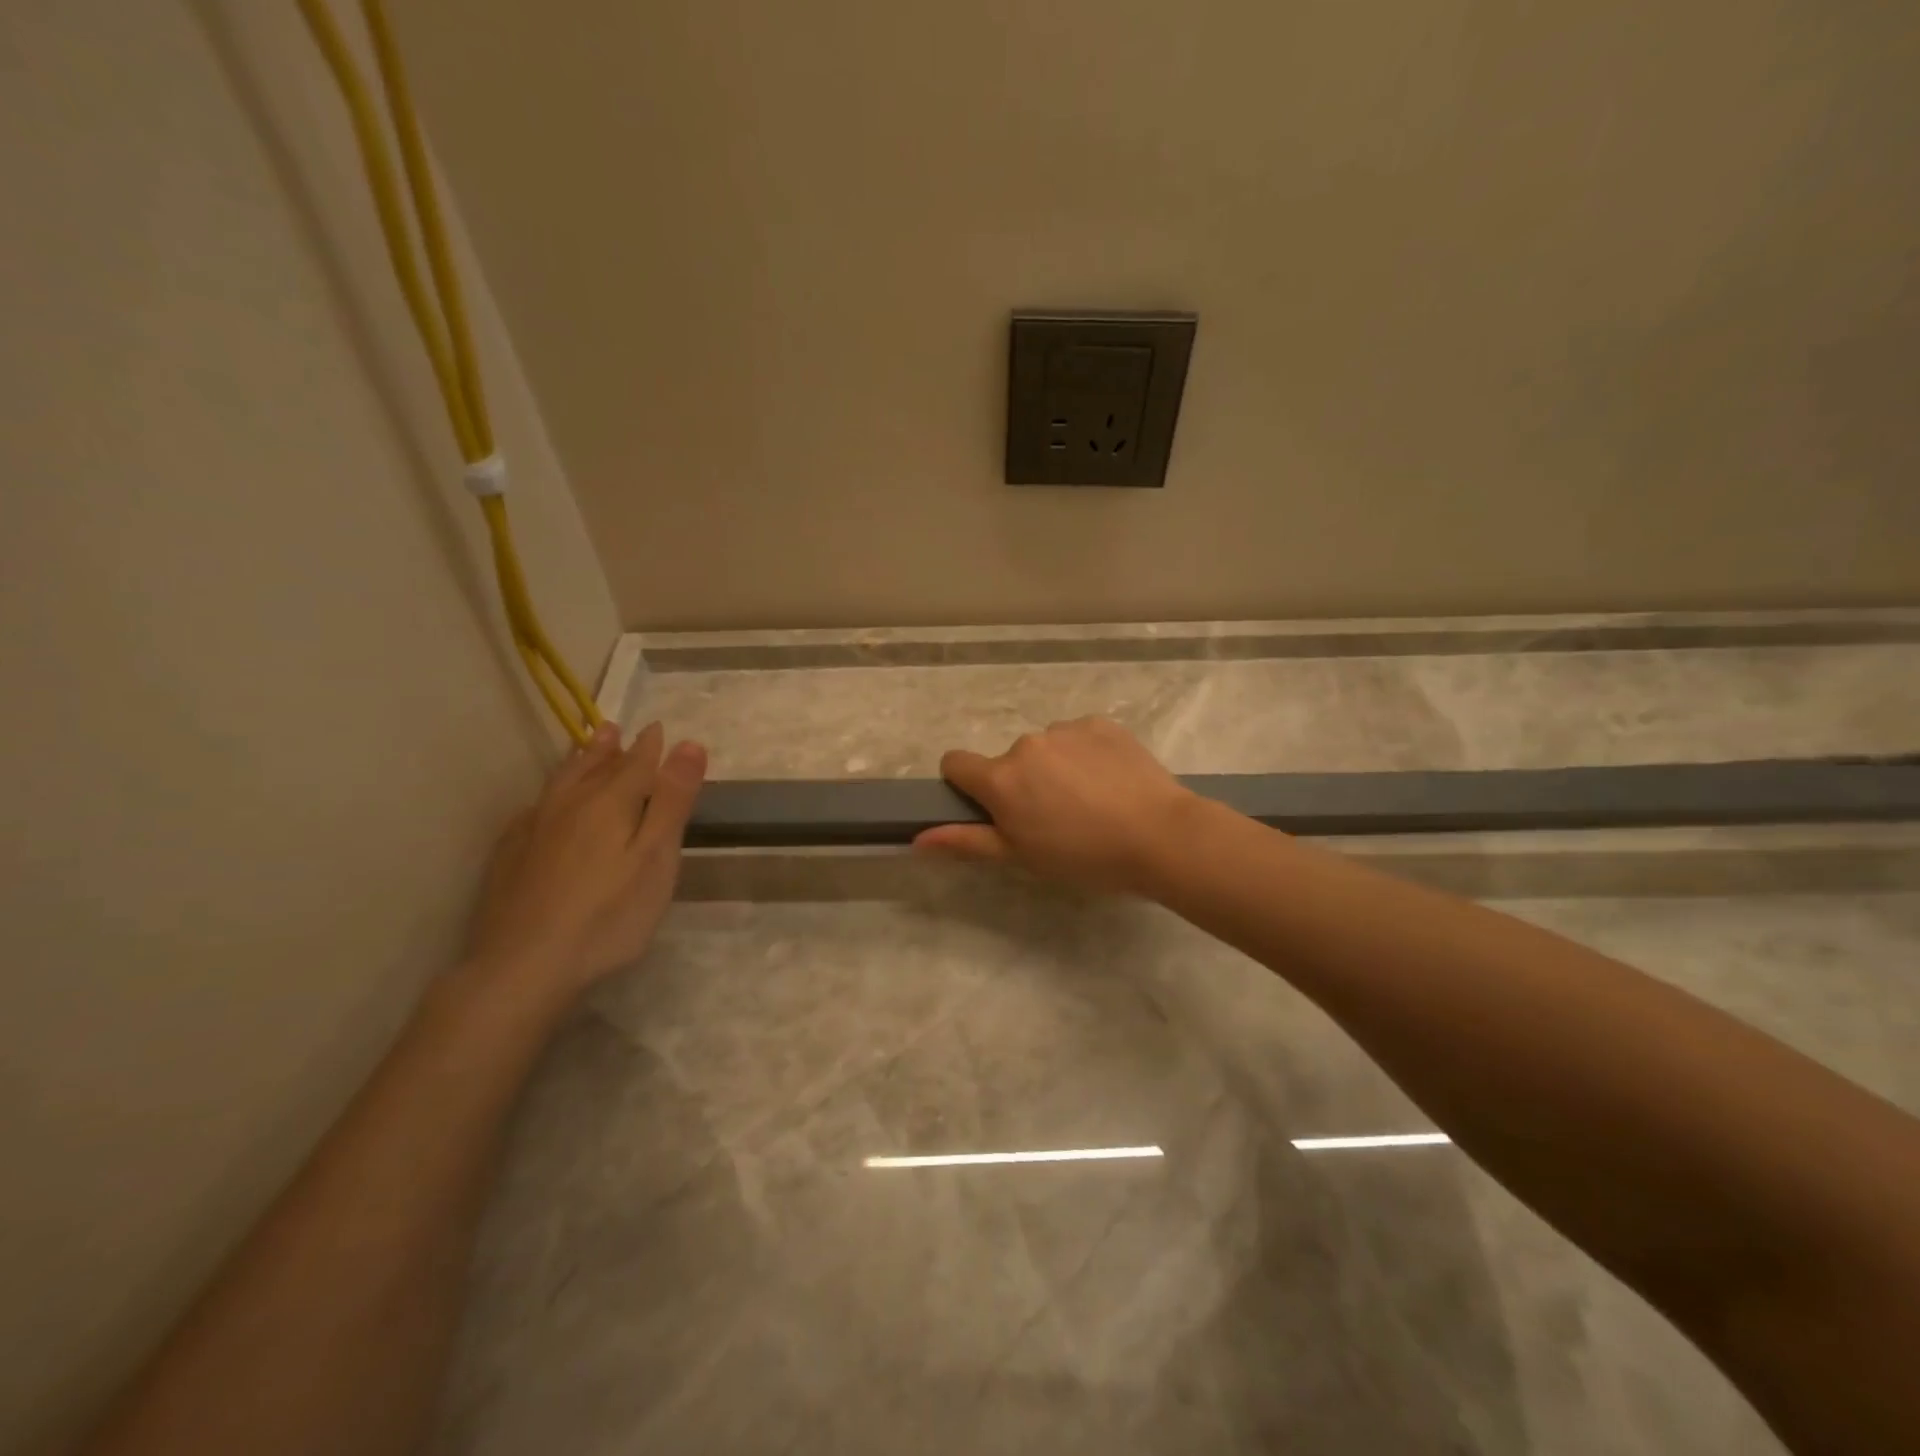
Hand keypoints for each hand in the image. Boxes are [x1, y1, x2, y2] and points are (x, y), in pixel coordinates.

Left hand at [468, 721, 706, 1006]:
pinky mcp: (509, 856)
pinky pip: (533, 809)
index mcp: (609, 803)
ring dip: (578, 763)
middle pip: (593, 767)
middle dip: (609, 748)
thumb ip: (672, 800)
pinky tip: (544, 805)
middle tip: (615, 729)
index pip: (636, 764)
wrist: (523, 965)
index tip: (659, 729)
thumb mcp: (656, 857)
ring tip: (585, 748)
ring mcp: (533, 829)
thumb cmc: (608, 914)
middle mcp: (568, 805)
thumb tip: (689, 744)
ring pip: (560, 784)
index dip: (651, 747)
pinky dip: (548, 796)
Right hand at [914, 717, 1197, 894]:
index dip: (966, 785)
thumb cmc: (1084, 856)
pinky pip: (1079, 736)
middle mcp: (1026, 744)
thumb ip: (967, 842)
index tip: (992, 807)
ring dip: (1055, 767)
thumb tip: (917, 839)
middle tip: (1057, 818)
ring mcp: (1066, 729)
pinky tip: (1112, 782)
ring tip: (1091, 801)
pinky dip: (1086, 755)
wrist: (1161, 836)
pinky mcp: (1101, 723)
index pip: (956, 763)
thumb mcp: (1021, 857)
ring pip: (1046, 748)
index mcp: (1001, 778)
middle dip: (1021, 783)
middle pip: (1008, 760)